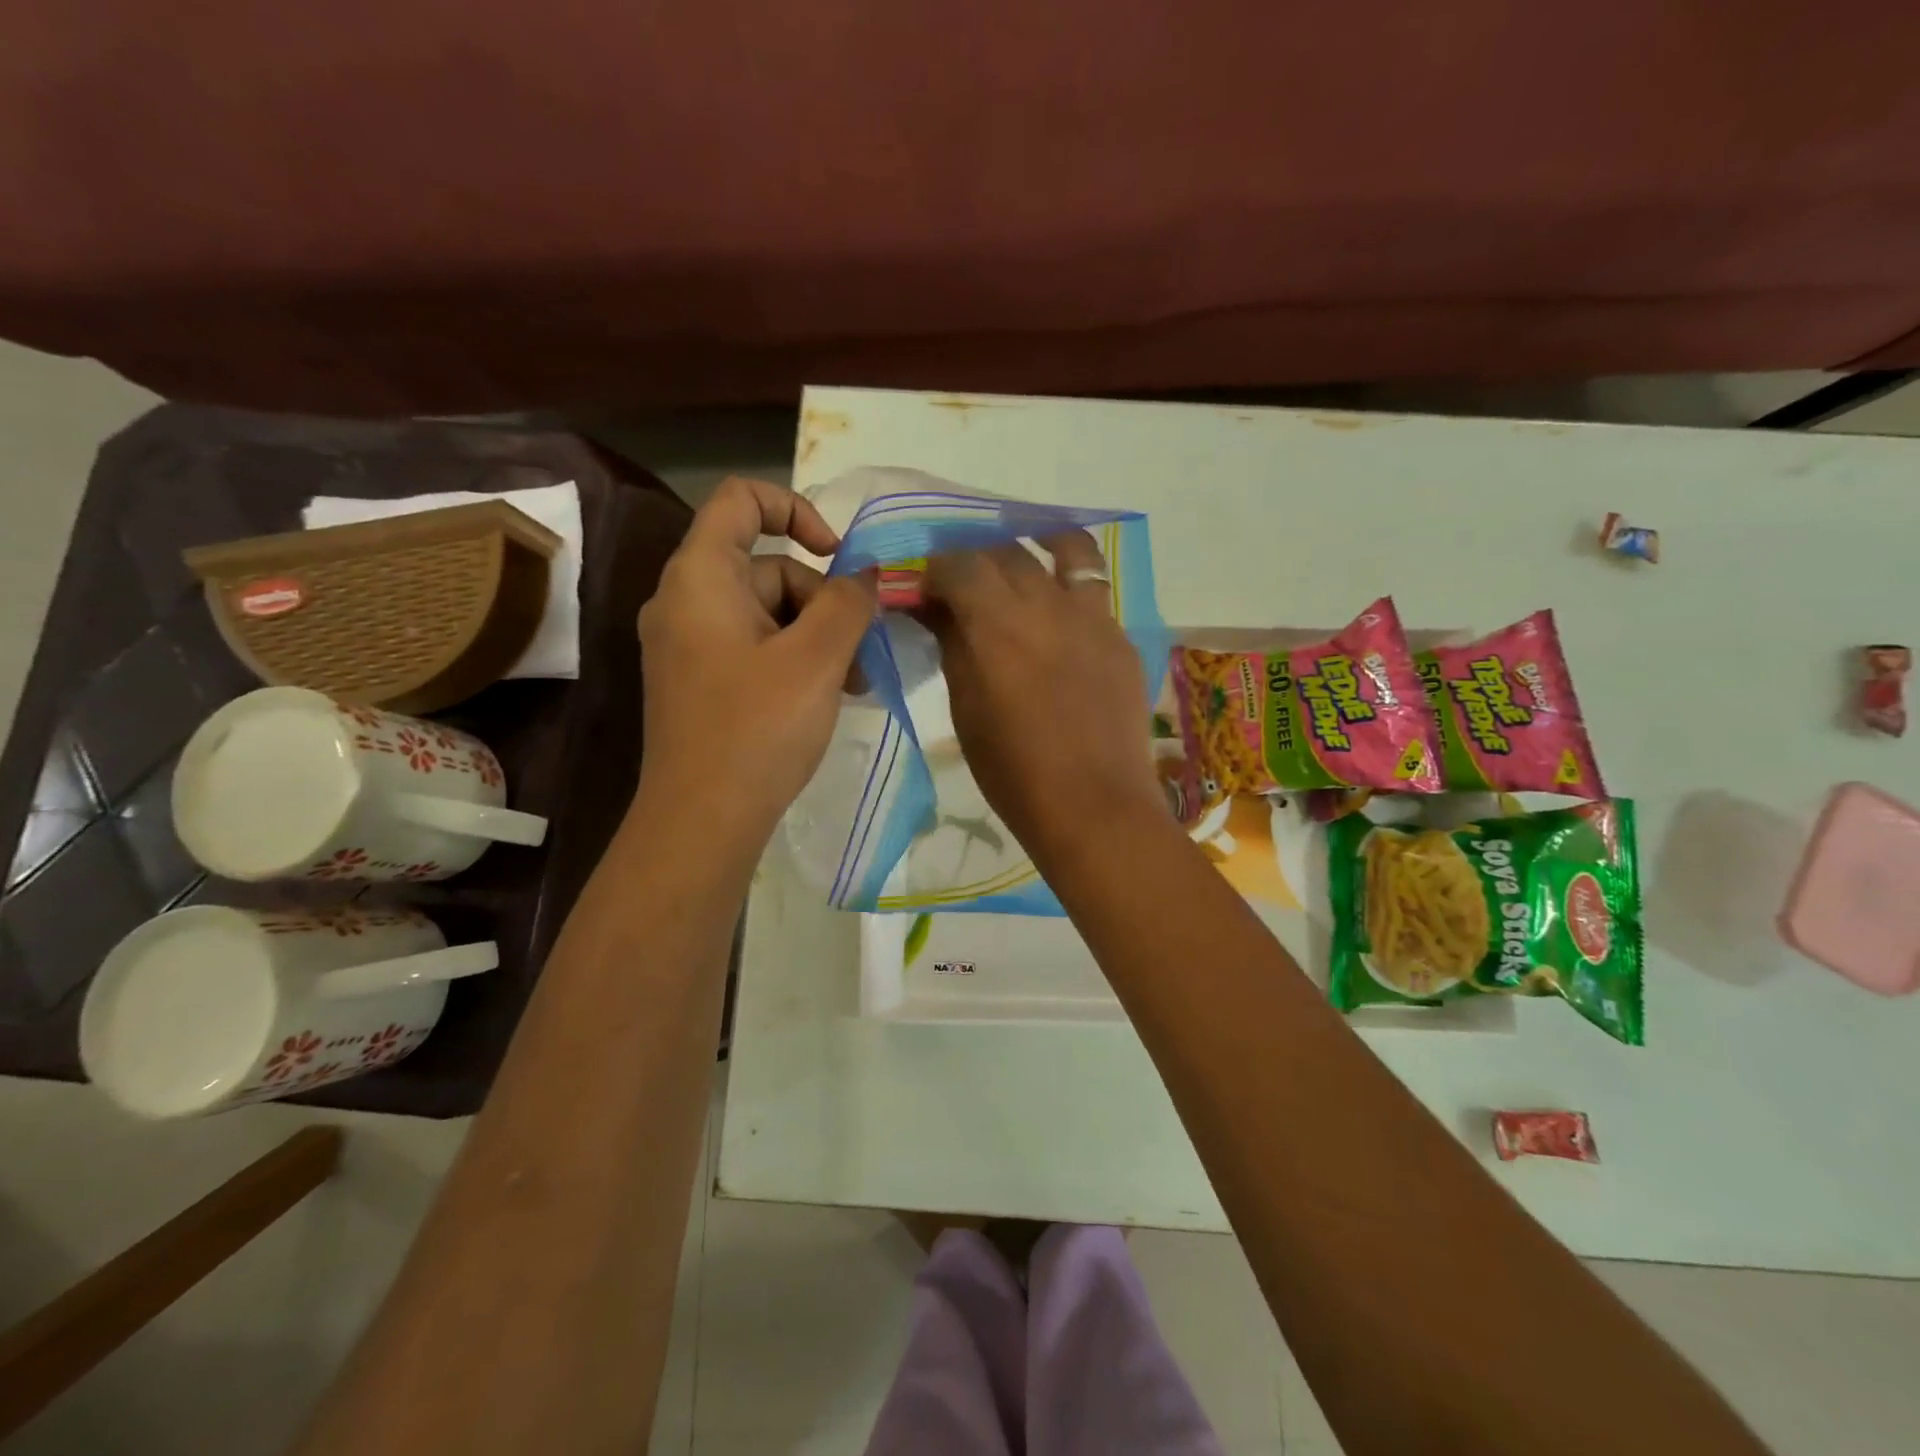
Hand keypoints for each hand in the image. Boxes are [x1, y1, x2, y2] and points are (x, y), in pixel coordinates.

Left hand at [636, 478, 876, 840]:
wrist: (702, 821)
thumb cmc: (758, 728)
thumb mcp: (817, 658)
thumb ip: (848, 601)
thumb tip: (865, 573)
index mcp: (701, 576)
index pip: (742, 500)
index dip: (796, 509)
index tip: (838, 556)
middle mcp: (685, 601)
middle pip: (768, 568)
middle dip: (824, 603)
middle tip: (861, 654)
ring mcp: (690, 645)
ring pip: (769, 614)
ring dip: (818, 639)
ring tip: (853, 686)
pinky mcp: (701, 682)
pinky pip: (755, 648)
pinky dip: (794, 661)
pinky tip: (827, 698)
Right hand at [920, 534, 1163, 860]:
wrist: (1094, 806)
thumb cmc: (1014, 771)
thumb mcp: (967, 709)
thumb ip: (952, 647)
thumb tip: (937, 609)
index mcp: (998, 623)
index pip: (958, 563)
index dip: (935, 567)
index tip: (925, 585)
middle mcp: (1047, 604)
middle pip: (1007, 551)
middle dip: (976, 555)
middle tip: (963, 576)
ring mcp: (1094, 617)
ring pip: (1067, 550)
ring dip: (1037, 542)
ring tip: (1024, 549)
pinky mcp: (1121, 638)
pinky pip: (1095, 591)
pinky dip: (1070, 584)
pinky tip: (1059, 608)